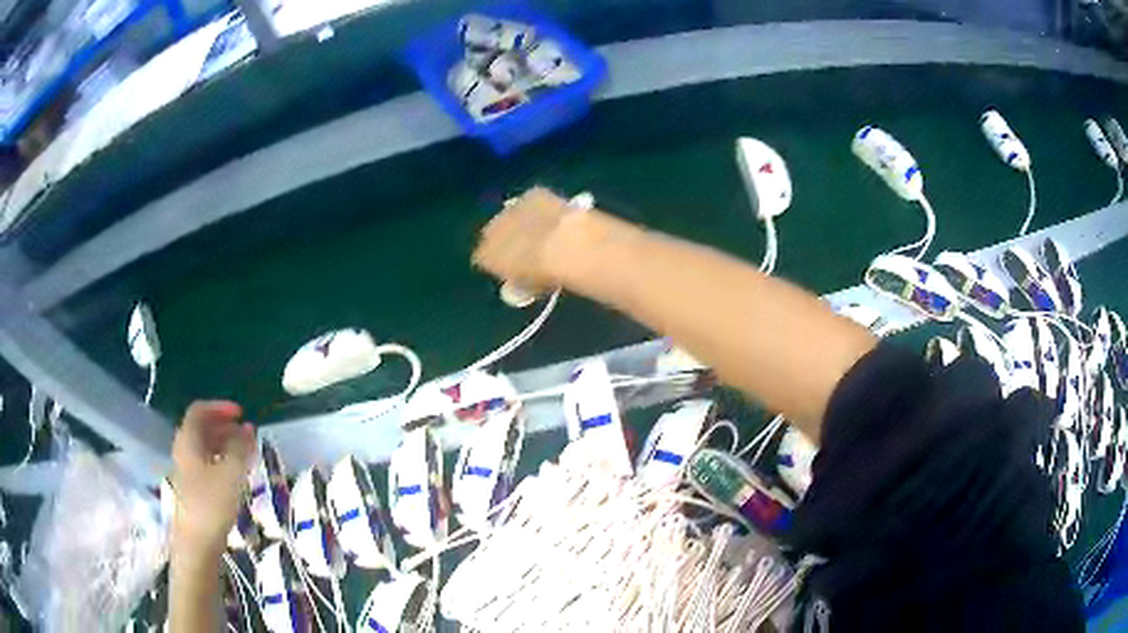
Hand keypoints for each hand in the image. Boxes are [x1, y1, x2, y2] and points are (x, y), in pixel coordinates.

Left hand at [170, 401, 255, 555]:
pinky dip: (222, 460)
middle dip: (225, 426)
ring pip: (205, 447)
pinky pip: (207, 463)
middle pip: (202, 428)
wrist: (197, 543)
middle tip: (247, 433)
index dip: (220, 407)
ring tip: (246, 452)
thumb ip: (240, 448)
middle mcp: (184, 450)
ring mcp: (187, 470)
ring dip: (225, 443)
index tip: (242, 414)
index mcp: (188, 440)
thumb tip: (249, 429)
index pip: (200, 410)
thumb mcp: (231, 474)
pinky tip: (236, 473)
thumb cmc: (212, 504)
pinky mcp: (193, 488)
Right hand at [472, 187, 576, 293]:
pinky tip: (554, 216)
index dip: (498, 264)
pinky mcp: (531, 194)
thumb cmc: (544, 274)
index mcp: (484, 255)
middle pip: (493, 234)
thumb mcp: (529, 287)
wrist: (565, 244)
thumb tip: (517, 284)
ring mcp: (510, 208)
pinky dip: (540, 207)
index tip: (511, 269)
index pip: (482, 260)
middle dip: (506, 240)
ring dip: (522, 222)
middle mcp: (491, 229)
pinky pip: (532, 201)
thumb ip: (518, 284)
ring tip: (542, 231)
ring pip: (511, 215)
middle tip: (526, 250)